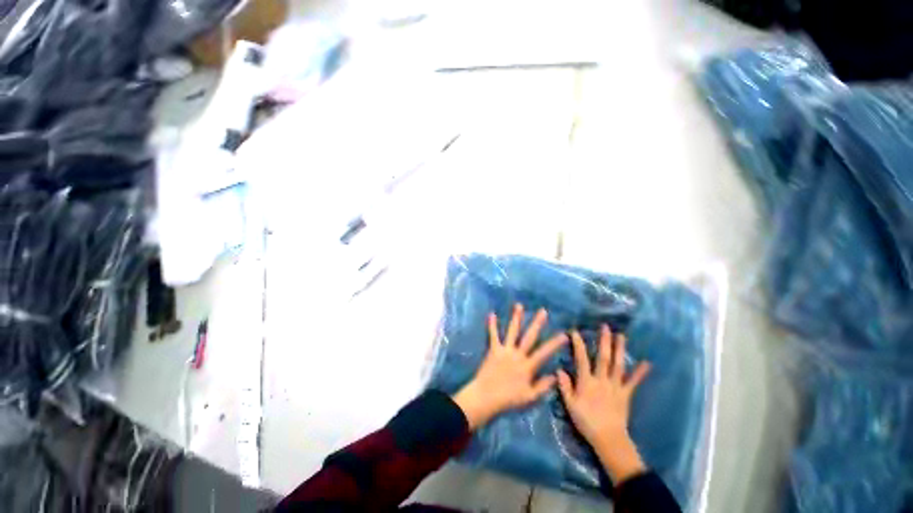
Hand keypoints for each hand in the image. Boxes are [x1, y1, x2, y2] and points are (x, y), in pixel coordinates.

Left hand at [453, 304, 567, 429]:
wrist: (486, 397)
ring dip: (516, 318)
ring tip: (519, 305)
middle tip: (543, 311)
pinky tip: (492, 314)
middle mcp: (517, 354)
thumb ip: (543, 386)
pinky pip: (493, 335)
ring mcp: (505, 350)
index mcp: (527, 366)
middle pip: (529, 336)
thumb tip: (556, 375)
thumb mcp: (530, 397)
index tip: (564, 334)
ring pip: (512, 331)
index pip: (544, 352)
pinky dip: (492, 325)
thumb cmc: (508, 399)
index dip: (555, 343)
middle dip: (537, 323)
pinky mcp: (493, 349)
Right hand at [557, 325, 650, 483]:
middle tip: (605, 326)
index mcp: (587, 382)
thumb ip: (565, 386)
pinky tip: (647, 363)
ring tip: (621, 336)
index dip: (578, 344)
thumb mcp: (570, 404)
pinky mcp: (626, 394)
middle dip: (604, 341)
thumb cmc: (586, 421)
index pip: (582, 359)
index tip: (575, 331)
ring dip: (620, 349)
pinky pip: (634, 382)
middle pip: (604, 358)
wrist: (608, 438)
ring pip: (618, 365)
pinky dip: (640, 372)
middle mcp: (602, 380)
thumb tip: (559, 369)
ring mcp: (616, 386)